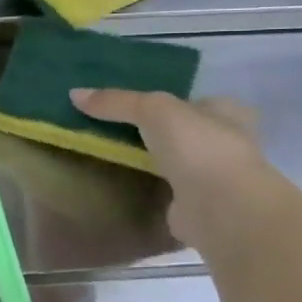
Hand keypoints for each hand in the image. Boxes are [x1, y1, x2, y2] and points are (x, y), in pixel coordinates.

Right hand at [69, 88, 274, 248]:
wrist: (220, 207)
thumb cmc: (197, 146)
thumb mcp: (152, 109)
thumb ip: (116, 101)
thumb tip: (74, 94)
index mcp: (228, 113)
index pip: (199, 101)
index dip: (172, 100)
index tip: (139, 104)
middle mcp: (227, 143)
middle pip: (186, 130)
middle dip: (159, 130)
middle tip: (118, 126)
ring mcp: (215, 176)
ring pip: (178, 160)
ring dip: (155, 159)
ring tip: (115, 152)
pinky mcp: (198, 204)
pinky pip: (168, 187)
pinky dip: (152, 185)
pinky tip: (127, 180)